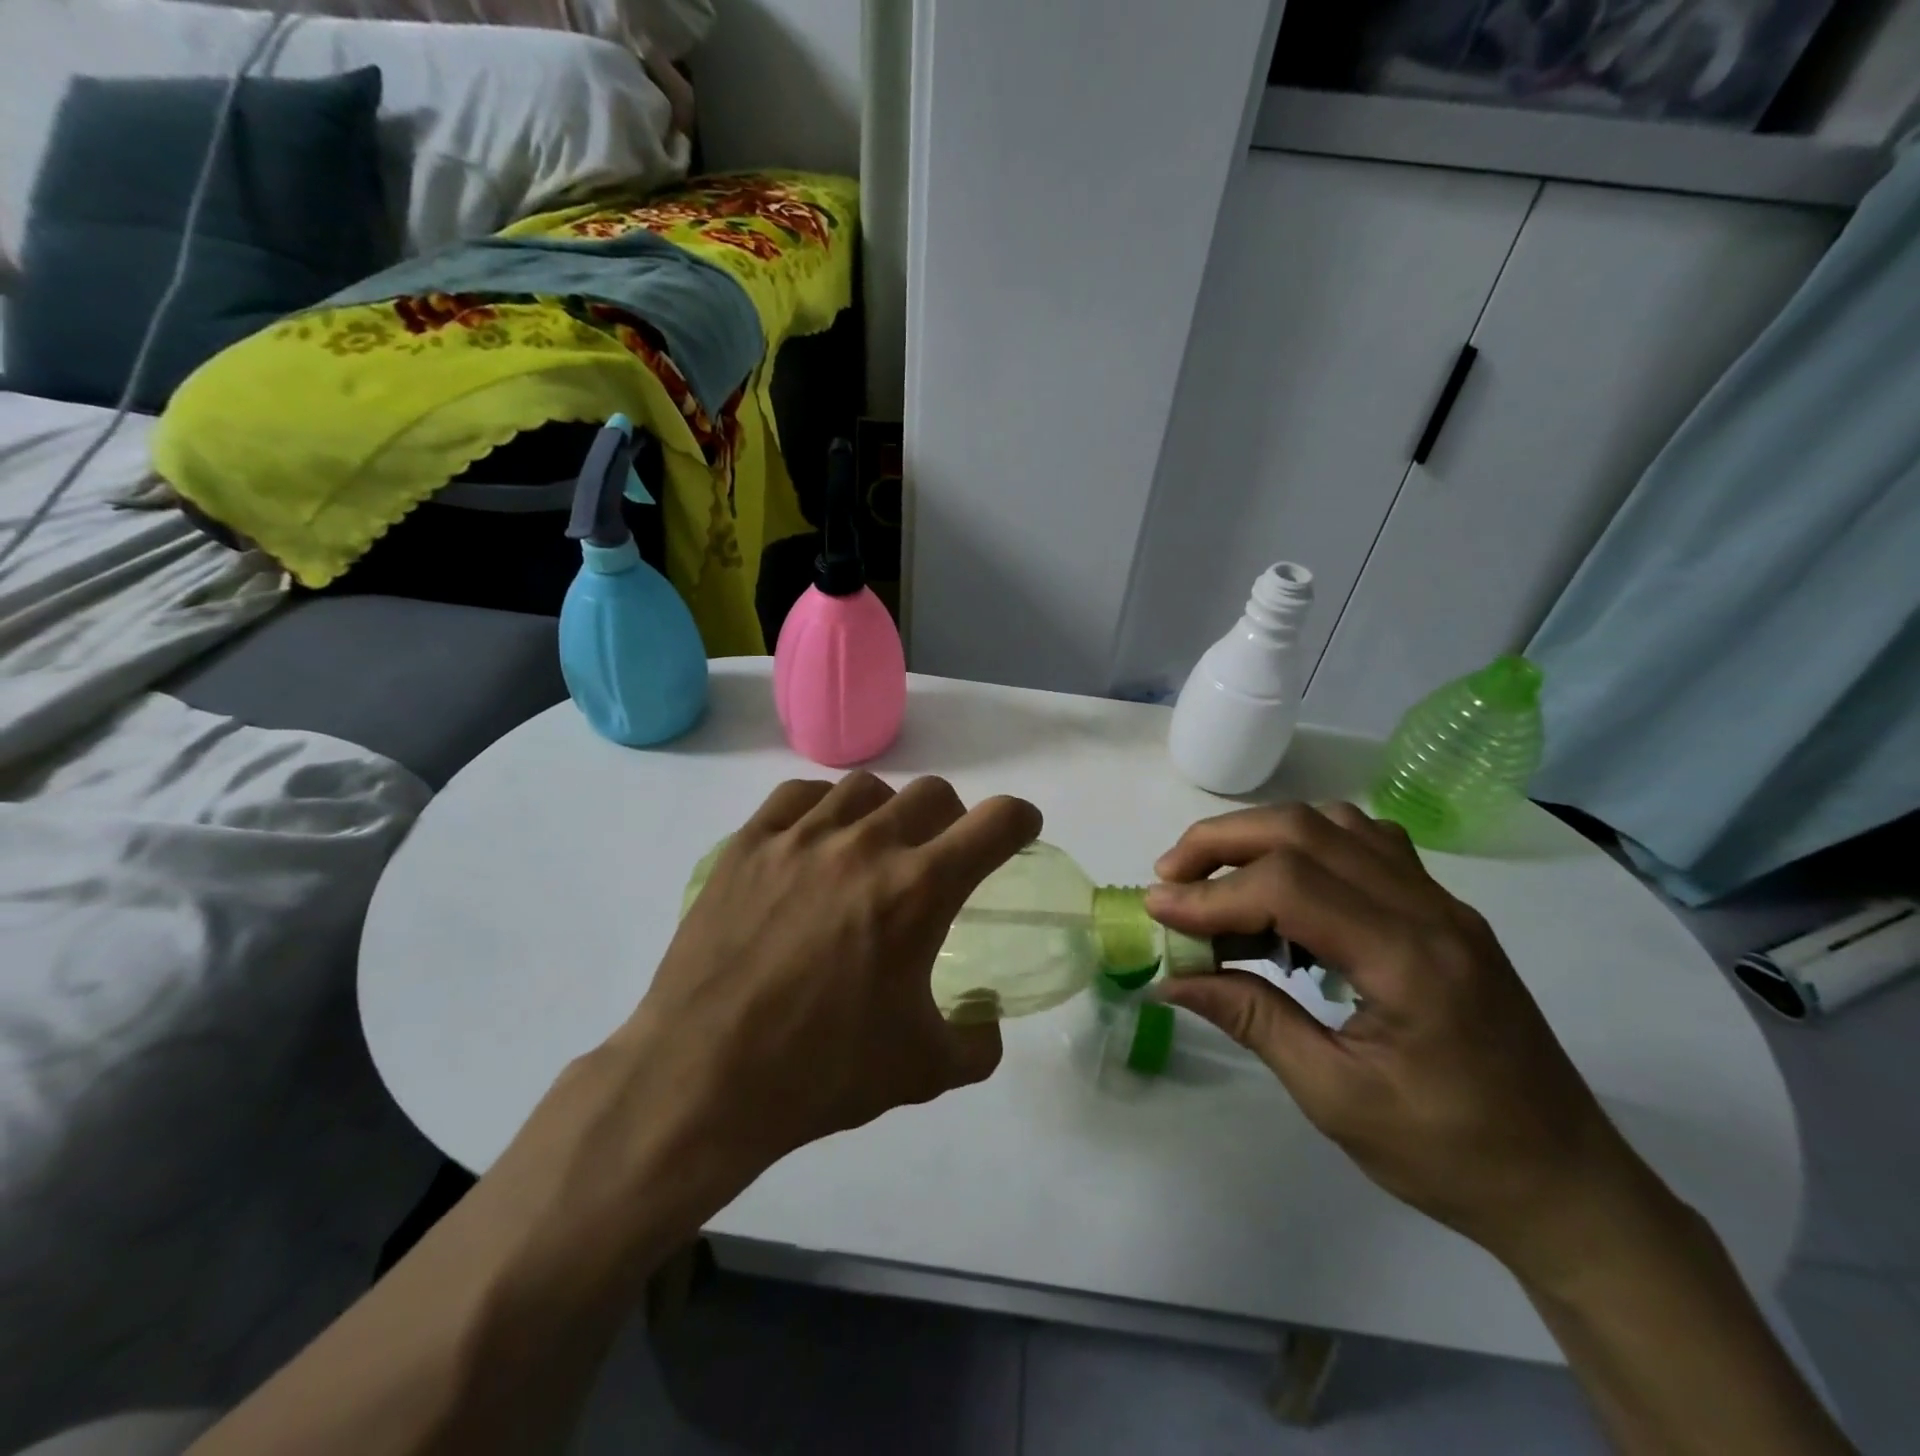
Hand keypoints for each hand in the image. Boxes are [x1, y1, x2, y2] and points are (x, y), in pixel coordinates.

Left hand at [621, 772, 1040, 1176]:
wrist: (702, 1079)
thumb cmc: (821, 1074)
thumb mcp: (922, 1071)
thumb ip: (978, 1042)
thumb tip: (989, 1015)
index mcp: (917, 891)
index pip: (995, 822)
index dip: (1019, 820)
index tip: (1018, 831)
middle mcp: (865, 846)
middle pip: (933, 793)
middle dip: (953, 820)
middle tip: (939, 856)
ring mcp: (800, 837)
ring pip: (866, 788)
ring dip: (887, 812)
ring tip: (873, 850)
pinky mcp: (748, 844)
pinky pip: (799, 796)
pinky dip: (822, 809)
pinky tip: (815, 843)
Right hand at [1147, 803, 1646, 1277]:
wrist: (1566, 1185)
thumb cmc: (1450, 1155)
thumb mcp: (1336, 1098)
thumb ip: (1251, 1019)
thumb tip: (1171, 977)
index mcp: (1410, 961)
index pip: (1290, 887)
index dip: (1212, 893)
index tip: (1158, 912)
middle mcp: (1431, 911)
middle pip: (1307, 830)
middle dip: (1224, 841)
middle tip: (1171, 876)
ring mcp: (1443, 904)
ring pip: (1337, 824)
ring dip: (1264, 835)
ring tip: (1216, 876)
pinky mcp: (1444, 912)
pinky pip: (1366, 844)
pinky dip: (1308, 844)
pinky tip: (1284, 886)